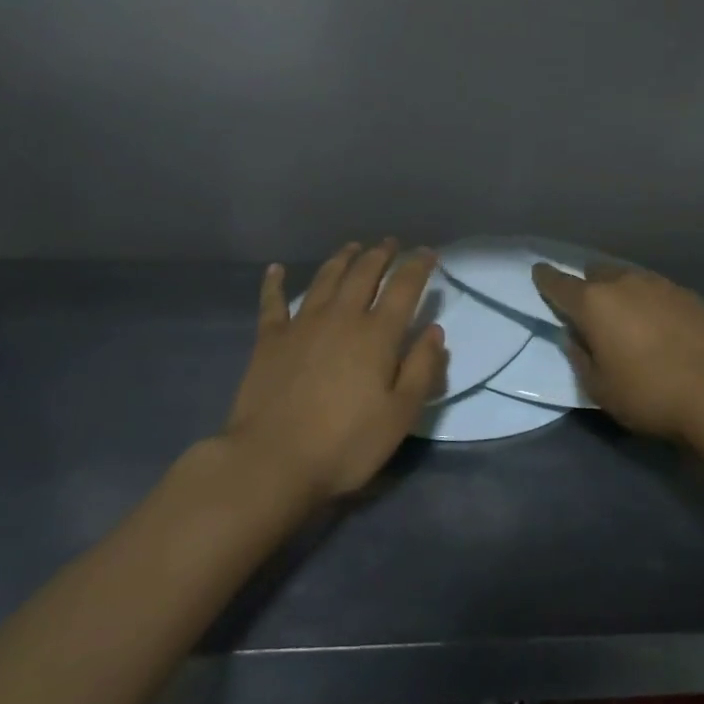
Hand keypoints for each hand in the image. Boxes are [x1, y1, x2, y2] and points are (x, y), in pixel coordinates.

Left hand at [222, 241, 447, 499]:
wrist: (273, 460)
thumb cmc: (345, 443)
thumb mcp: (400, 414)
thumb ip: (421, 369)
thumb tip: (434, 331)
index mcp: (376, 334)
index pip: (404, 287)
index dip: (417, 266)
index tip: (427, 252)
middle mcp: (341, 317)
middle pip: (363, 273)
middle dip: (380, 255)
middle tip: (390, 244)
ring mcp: (301, 324)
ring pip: (325, 279)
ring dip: (341, 259)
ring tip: (352, 248)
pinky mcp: (269, 339)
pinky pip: (273, 302)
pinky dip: (275, 283)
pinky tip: (275, 269)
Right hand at [532, 262, 703, 441]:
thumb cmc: (647, 394)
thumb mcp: (599, 388)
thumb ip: (580, 358)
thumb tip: (576, 338)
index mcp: (594, 304)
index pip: (559, 283)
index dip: (546, 278)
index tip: (539, 273)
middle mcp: (625, 283)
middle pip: (597, 273)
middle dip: (589, 285)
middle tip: (591, 308)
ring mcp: (661, 285)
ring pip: (631, 277)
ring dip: (622, 291)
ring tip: (628, 316)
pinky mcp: (690, 295)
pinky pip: (659, 291)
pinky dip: (651, 302)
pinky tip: (660, 323)